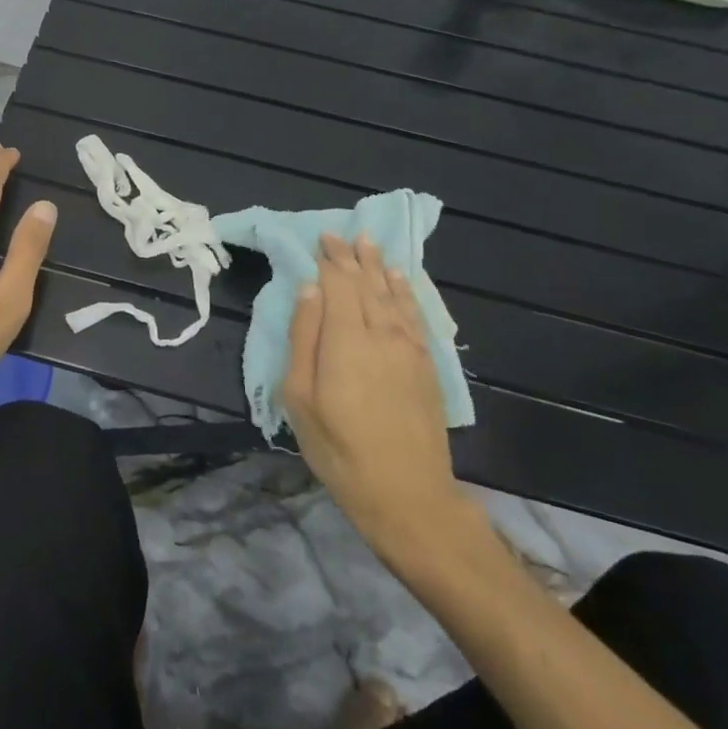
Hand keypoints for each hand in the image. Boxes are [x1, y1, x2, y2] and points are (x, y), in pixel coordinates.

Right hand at [282, 234, 470, 562]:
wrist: (407, 494)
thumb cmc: (339, 448)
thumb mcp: (300, 397)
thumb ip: (304, 337)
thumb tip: (309, 289)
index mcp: (346, 339)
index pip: (339, 284)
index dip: (330, 259)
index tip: (322, 237)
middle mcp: (382, 334)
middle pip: (366, 284)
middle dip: (352, 257)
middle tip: (343, 234)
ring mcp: (410, 348)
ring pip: (392, 294)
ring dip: (379, 267)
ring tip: (370, 244)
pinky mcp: (427, 365)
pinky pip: (415, 314)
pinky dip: (405, 291)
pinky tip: (399, 280)